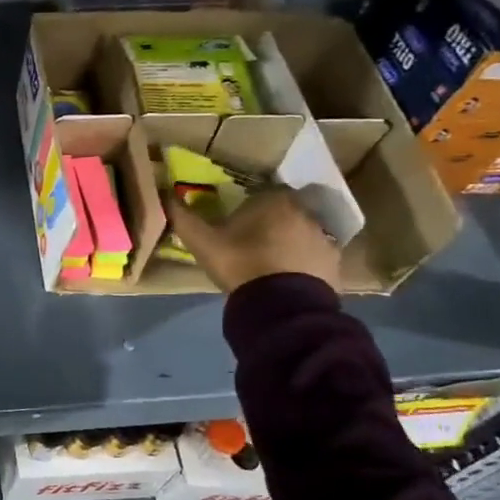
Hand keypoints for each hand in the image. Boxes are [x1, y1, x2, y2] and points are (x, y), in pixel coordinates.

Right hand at [167, 186, 340, 294]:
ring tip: (269, 265)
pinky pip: (314, 256)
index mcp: (273, 199)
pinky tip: (287, 279)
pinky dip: (303, 263)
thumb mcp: (203, 242)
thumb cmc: (241, 263)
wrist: (282, 305)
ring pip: (301, 233)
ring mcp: (323, 236)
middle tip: (252, 245)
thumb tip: (165, 194)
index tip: (236, 226)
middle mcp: (304, 211)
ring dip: (289, 243)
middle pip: (284, 212)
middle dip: (271, 224)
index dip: (249, 209)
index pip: (261, 194)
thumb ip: (183, 217)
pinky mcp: (334, 262)